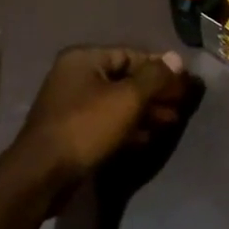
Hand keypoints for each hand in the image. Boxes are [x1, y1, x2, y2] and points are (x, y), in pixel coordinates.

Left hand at [3, 46, 194, 198]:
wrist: (43, 174)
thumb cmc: (86, 127)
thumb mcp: (127, 99)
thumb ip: (154, 77)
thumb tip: (176, 58)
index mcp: (84, 59)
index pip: (131, 55)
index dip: (160, 68)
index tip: (184, 82)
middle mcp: (75, 76)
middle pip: (125, 79)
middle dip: (155, 92)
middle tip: (181, 105)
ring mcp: (72, 105)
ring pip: (117, 103)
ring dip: (145, 111)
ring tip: (171, 122)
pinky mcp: (73, 132)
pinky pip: (107, 122)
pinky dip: (128, 128)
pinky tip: (148, 138)